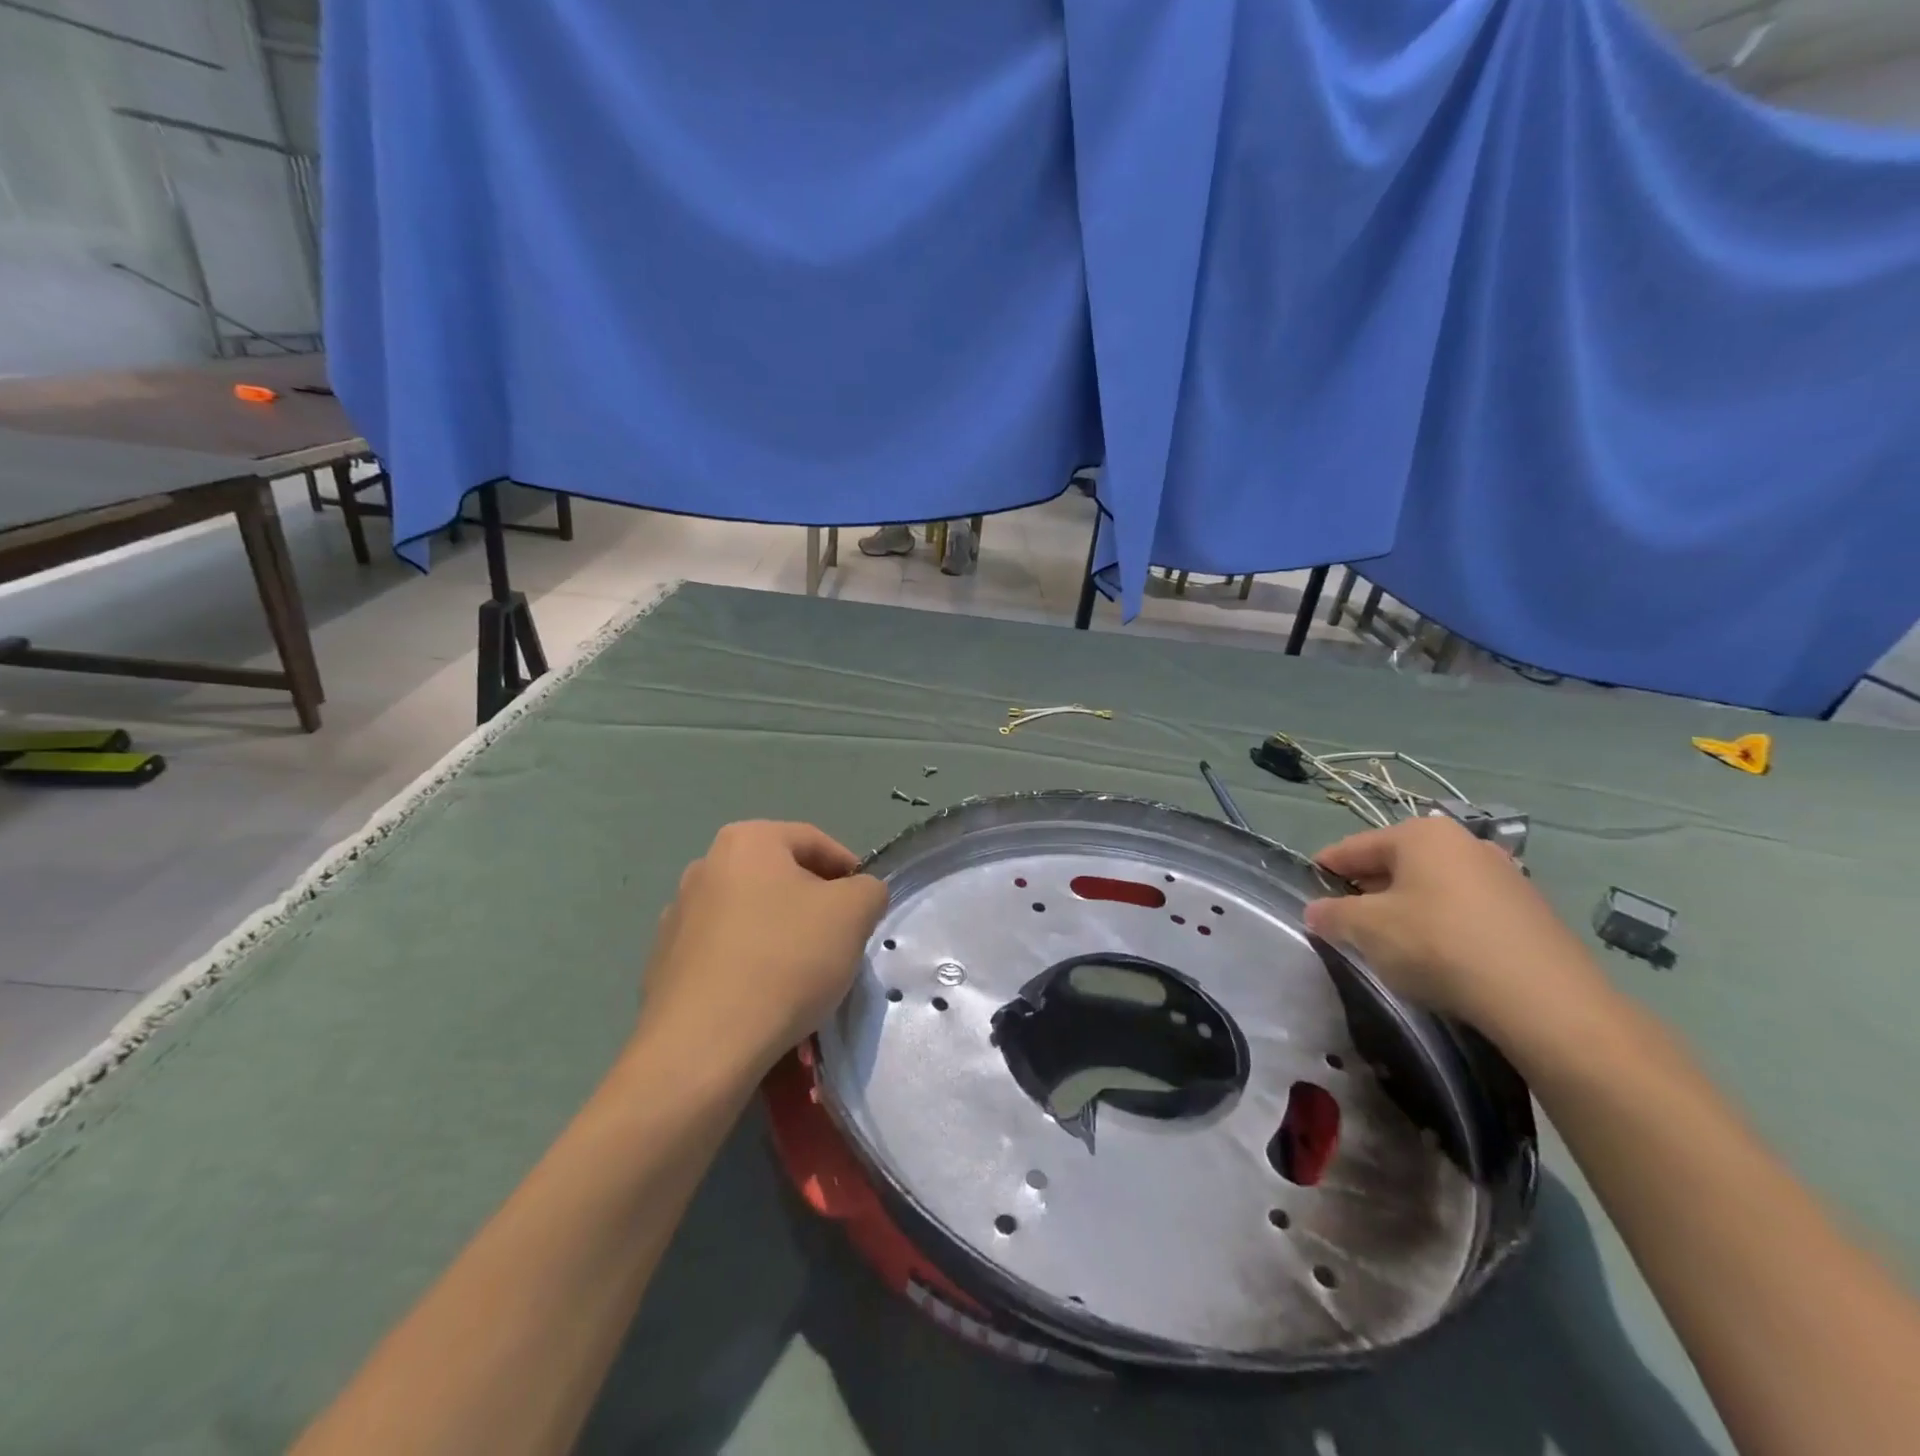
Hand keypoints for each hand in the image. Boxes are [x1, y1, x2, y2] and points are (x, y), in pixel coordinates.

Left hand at [636, 821, 888, 1075]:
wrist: (702, 1046)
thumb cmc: (785, 961)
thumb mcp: (854, 913)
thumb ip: (868, 890)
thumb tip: (858, 895)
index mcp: (746, 841)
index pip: (814, 841)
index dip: (850, 871)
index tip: (866, 910)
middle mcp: (704, 867)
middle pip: (781, 879)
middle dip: (815, 908)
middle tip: (840, 944)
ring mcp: (677, 917)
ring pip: (752, 918)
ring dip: (783, 938)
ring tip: (805, 980)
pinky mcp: (663, 965)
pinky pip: (725, 955)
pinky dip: (750, 968)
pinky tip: (765, 1002)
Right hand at [1303, 815, 1594, 1026]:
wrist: (1546, 1001)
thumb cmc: (1439, 945)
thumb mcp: (1367, 930)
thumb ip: (1332, 915)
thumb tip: (1316, 911)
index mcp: (1421, 834)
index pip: (1353, 847)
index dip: (1325, 870)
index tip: (1307, 893)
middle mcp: (1463, 843)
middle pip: (1395, 864)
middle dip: (1366, 891)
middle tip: (1346, 923)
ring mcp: (1503, 876)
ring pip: (1432, 887)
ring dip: (1405, 909)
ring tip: (1390, 944)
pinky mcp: (1530, 913)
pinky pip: (1465, 910)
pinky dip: (1442, 926)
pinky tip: (1438, 958)